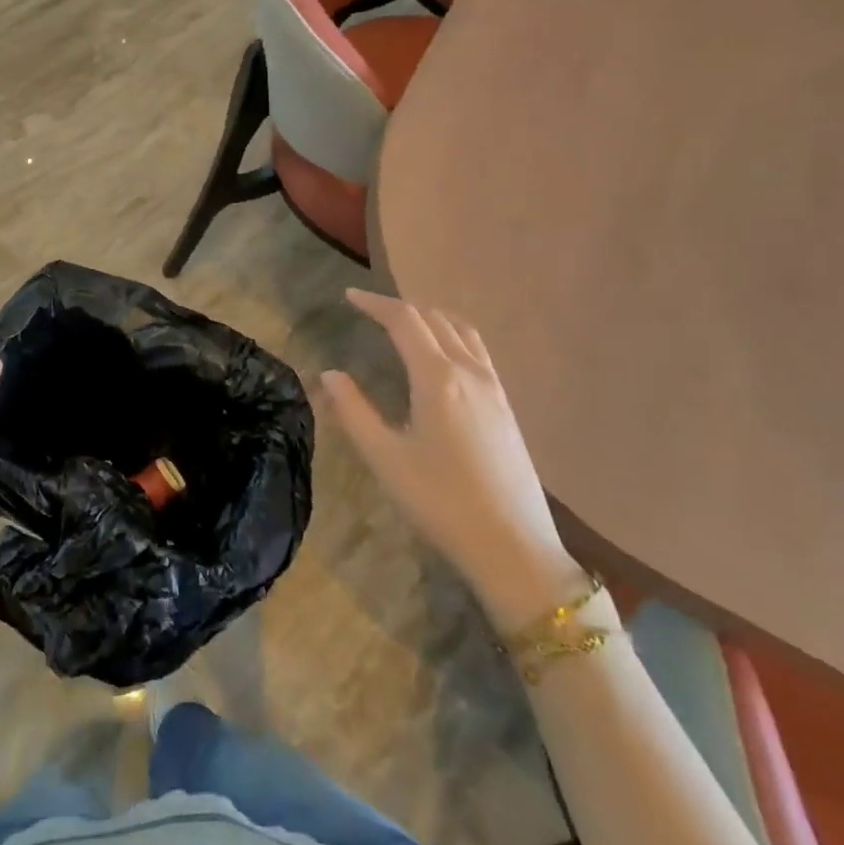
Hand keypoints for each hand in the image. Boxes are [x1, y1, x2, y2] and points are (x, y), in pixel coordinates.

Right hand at [321, 289, 583, 633]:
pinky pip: (477, 350)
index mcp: (438, 378)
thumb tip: (330, 374)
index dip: (375, 304)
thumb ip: (354, 411)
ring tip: (404, 324)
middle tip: (369, 310)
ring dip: (430, 317)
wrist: (514, 548)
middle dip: (400, 307)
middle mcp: (469, 372)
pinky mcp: (506, 406)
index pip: (405, 321)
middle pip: (434, 319)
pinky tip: (441, 357)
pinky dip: (452, 335)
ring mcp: (494, 388)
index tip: (349, 296)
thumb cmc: (441, 502)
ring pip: (461, 331)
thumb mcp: (385, 458)